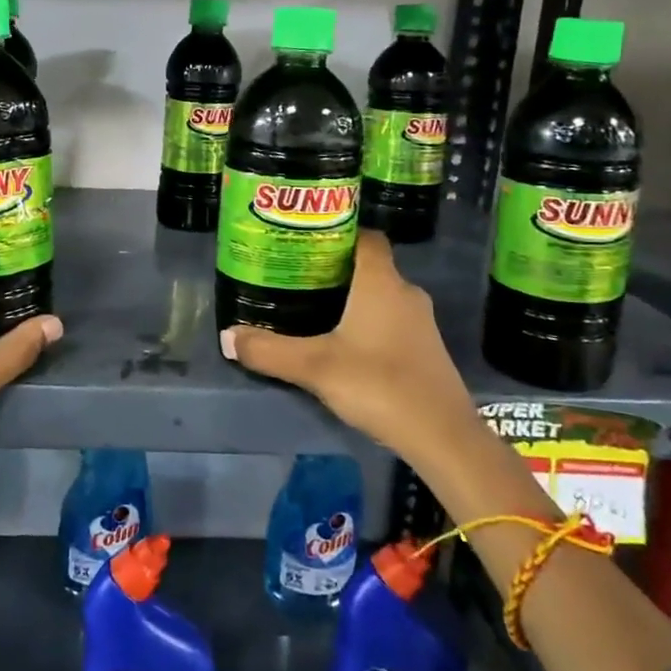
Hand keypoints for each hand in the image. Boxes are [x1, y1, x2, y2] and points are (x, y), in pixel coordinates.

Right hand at [221, 231, 468, 444]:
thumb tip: (227, 336)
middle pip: (368, 265)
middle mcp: (404, 292)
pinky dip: (366, 321)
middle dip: (334, 268)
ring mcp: (419, 321)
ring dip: (350, 297)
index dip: (337, 232)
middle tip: (295, 275)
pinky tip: (342, 341)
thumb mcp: (315, 368)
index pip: (365, 236)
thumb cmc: (379, 385)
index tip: (304, 240)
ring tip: (311, 307)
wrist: (443, 438)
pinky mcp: (424, 348)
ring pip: (379, 294)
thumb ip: (269, 351)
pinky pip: (390, 318)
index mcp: (380, 282)